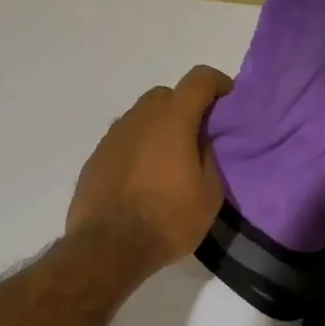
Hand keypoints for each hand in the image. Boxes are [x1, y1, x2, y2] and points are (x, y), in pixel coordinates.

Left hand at [67, 65, 232, 276]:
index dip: (218, 83)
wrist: (107, 247)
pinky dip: (138, 148)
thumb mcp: (209, 195)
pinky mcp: (96, 157)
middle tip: (199, 136)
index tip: (229, 101)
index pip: (199, 79)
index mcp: (173, 119)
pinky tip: (144, 177)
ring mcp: (112, 136)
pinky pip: (124, 140)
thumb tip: (204, 143)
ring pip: (141, 117)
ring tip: (170, 160)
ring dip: (159, 128)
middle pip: (166, 95)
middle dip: (186, 107)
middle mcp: (139, 117)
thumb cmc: (167, 219)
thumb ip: (211, 158)